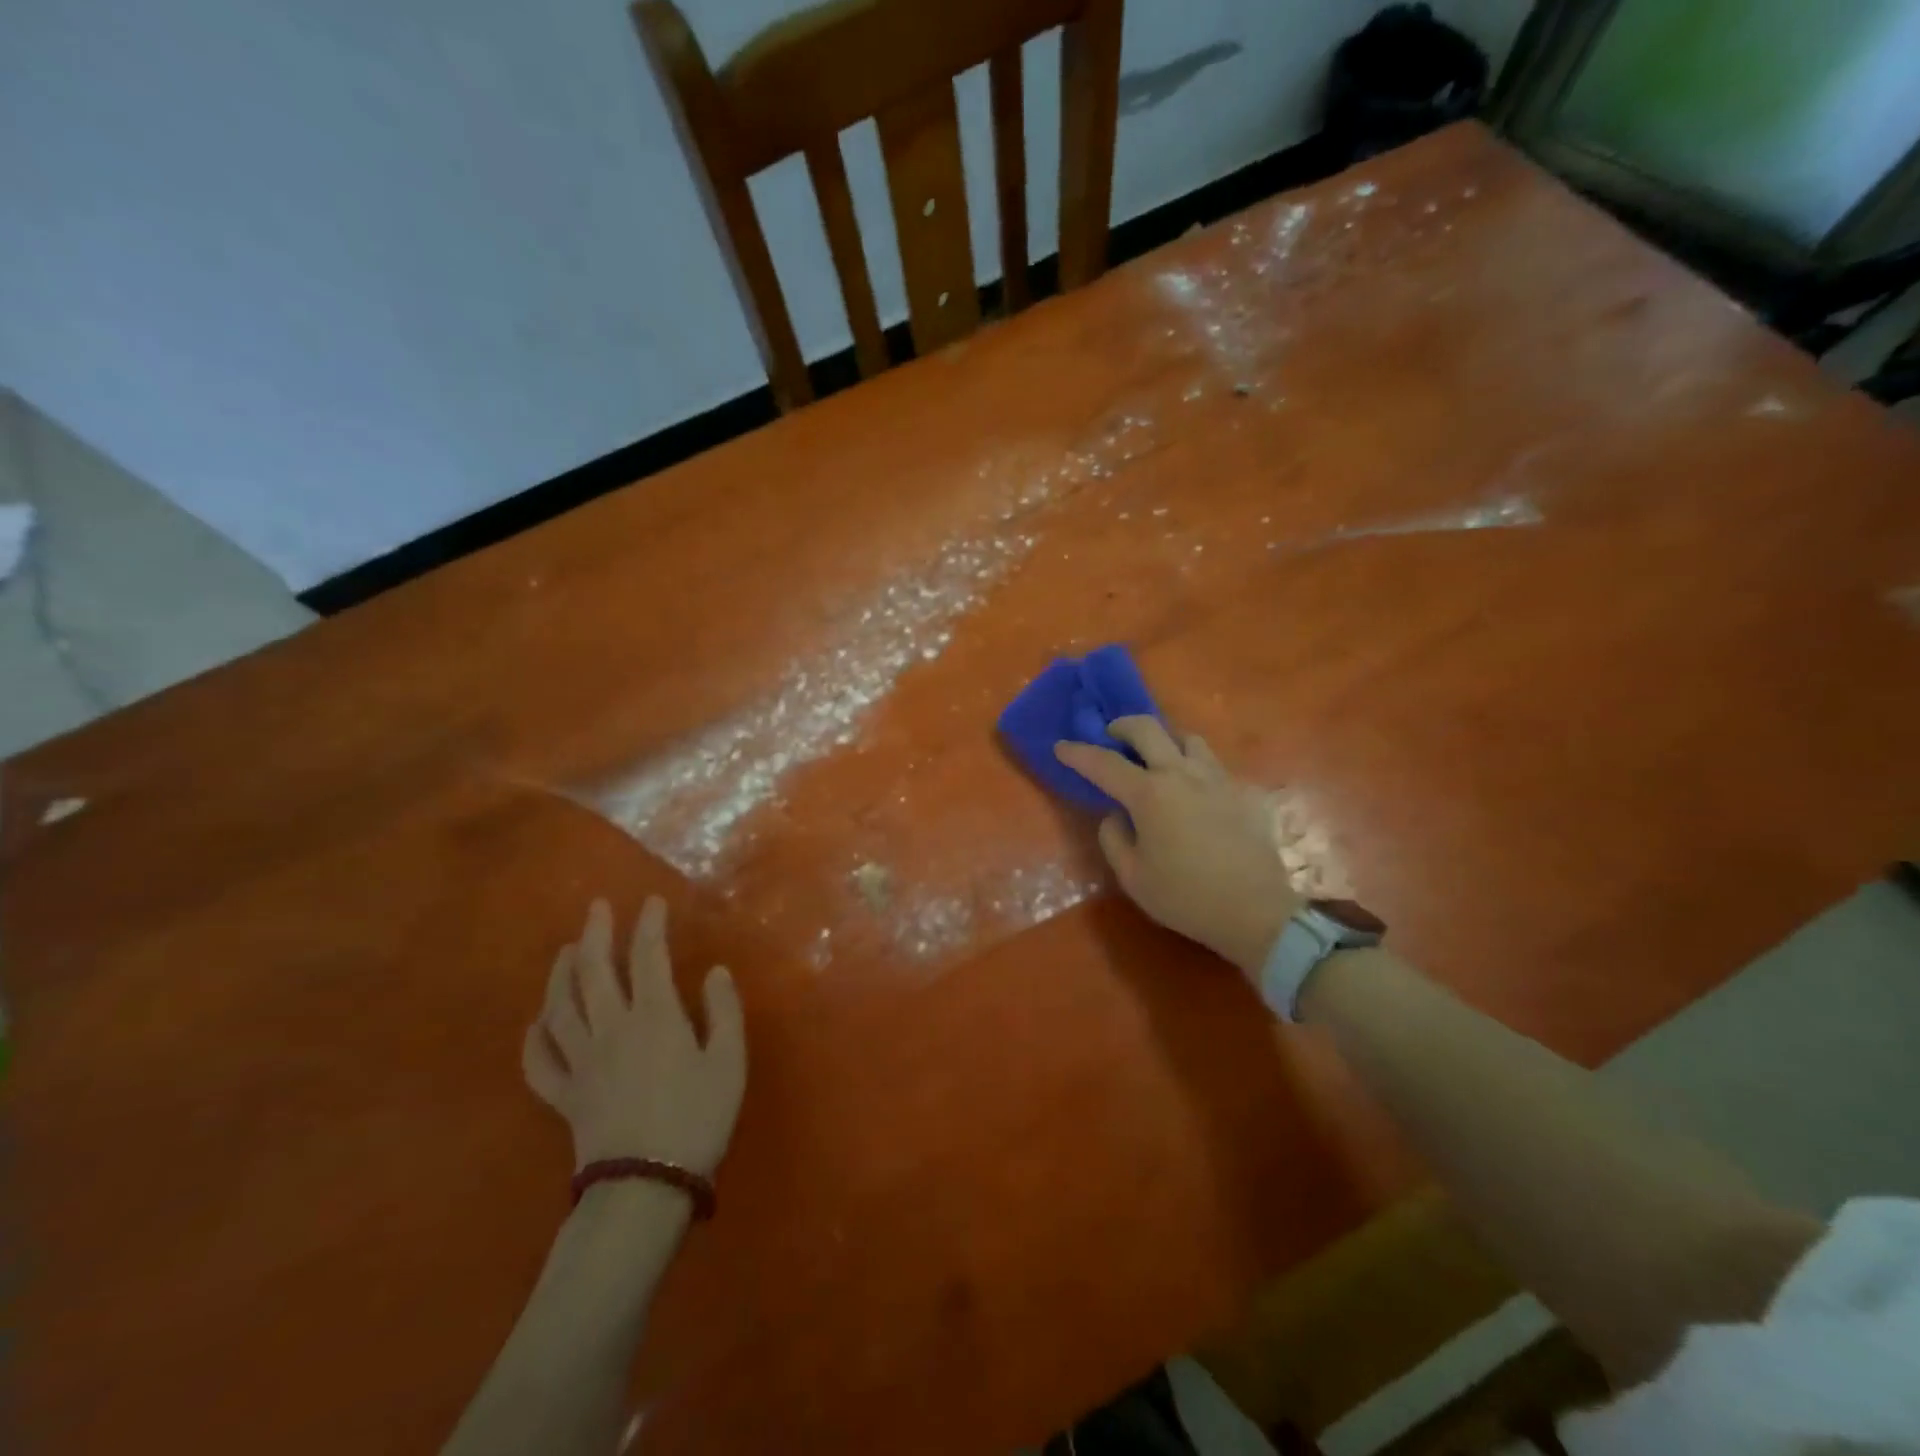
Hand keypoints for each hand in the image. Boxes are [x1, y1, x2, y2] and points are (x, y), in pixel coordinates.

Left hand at [522, 897, 746, 1177]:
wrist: (645, 1187)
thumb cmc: (697, 1119)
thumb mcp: (729, 1062)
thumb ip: (723, 1011)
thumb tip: (715, 971)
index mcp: (654, 1017)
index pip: (647, 956)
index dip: (649, 925)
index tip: (652, 902)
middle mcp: (611, 1029)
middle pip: (593, 971)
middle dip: (595, 934)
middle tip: (597, 907)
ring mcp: (581, 1062)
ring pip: (560, 1007)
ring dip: (560, 973)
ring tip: (566, 950)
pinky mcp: (564, 1096)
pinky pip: (539, 1062)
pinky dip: (534, 1038)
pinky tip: (536, 1022)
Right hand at [1055, 718, 1302, 976]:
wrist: (1255, 911)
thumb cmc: (1185, 897)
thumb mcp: (1132, 876)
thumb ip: (1113, 838)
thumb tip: (1116, 815)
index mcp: (1149, 794)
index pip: (1103, 763)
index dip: (1078, 753)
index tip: (1061, 747)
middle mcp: (1181, 774)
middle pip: (1148, 728)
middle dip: (1122, 726)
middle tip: (1111, 737)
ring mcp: (1216, 778)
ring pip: (1187, 738)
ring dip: (1164, 740)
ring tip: (1157, 758)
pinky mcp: (1242, 791)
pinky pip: (1212, 765)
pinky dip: (1194, 767)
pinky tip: (1193, 791)